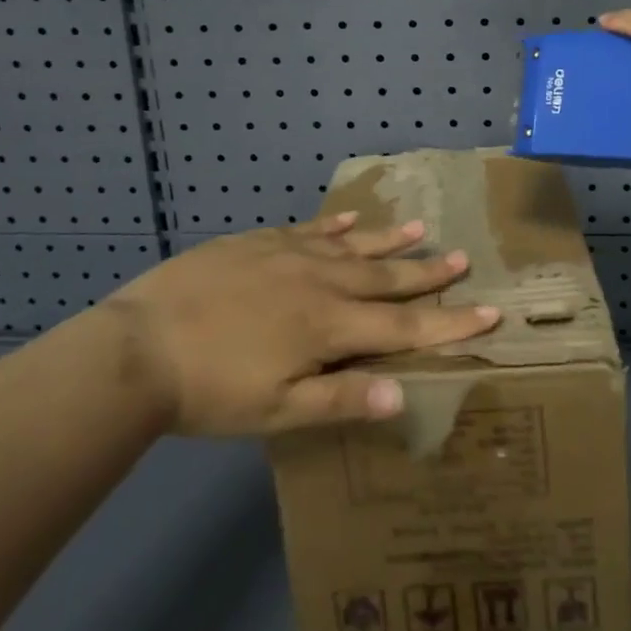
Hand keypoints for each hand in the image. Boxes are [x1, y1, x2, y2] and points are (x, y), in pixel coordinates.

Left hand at [107, 214, 498, 436]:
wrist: (140, 346)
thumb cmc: (210, 391)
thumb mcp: (276, 411)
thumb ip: (340, 399)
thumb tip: (402, 394)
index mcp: (329, 326)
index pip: (404, 326)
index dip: (449, 322)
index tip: (490, 311)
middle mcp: (320, 282)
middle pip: (385, 277)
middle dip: (427, 273)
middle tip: (462, 258)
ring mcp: (289, 255)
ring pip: (353, 246)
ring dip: (389, 239)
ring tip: (421, 228)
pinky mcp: (259, 242)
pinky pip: (309, 228)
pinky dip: (334, 224)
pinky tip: (350, 219)